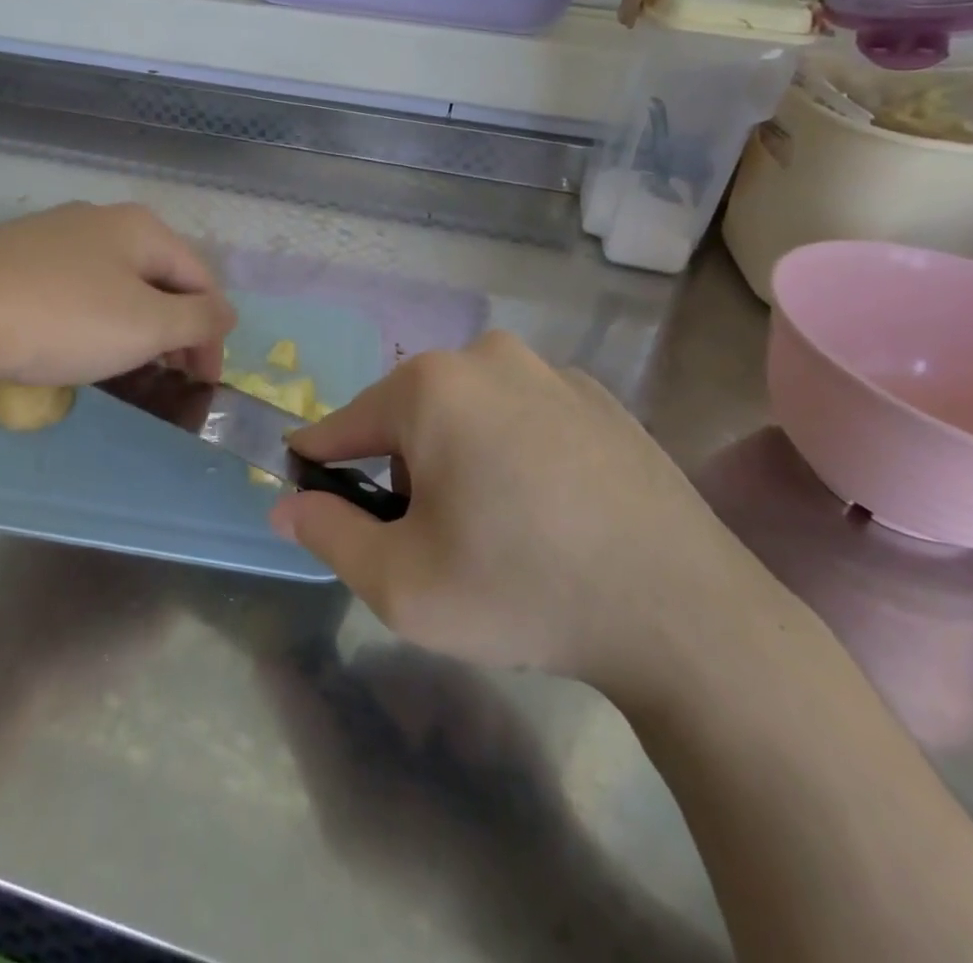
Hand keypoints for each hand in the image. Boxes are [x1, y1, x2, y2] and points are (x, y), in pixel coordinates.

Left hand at [0, 202, 234, 386]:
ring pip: (116, 283)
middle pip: (159, 278)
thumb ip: (199, 320)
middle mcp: (101, 220)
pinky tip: (73, 343)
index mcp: (142, 228)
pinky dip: (92, 319)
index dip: (212, 334)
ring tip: (125, 365)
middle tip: (169, 375)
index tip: (203, 382)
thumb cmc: (64, 318)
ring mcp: (53, 235)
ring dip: (134, 325)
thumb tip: (227, 313)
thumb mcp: (147, 325)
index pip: (201, 280)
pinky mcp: (15, 256)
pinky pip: (75, 288)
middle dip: (174, 328)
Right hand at [271, 332, 783, 693]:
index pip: (345, 422)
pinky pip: (522, 415)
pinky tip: (547, 509)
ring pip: (467, 411)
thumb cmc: (522, 591)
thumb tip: (286, 504)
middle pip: (408, 414)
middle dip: (400, 468)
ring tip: (494, 525)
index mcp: (431, 386)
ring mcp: (550, 370)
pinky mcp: (599, 396)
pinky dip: (511, 450)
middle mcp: (487, 356)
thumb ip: (328, 534)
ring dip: (456, 456)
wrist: (685, 615)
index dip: (320, 461)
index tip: (309, 489)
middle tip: (429, 538)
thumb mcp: (401, 585)